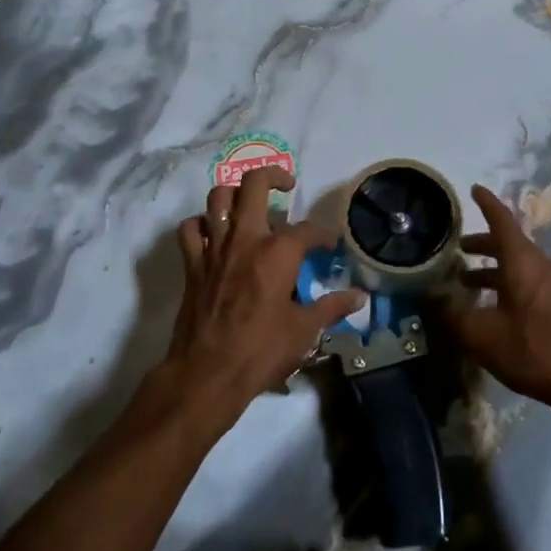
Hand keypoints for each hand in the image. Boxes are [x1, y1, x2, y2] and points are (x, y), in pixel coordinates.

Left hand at [157, 165, 365, 431]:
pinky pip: (190, 228)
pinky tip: (213, 232)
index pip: (308, 229)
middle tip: (286, 186)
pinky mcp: (193, 263)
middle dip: (274, 176)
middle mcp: (245, 238)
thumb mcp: (304, 330)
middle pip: (254, 184)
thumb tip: (359, 297)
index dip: (323, 234)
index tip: (329, 243)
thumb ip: (331, 307)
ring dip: (235, 193)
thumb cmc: (261, 351)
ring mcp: (215, 247)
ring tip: (249, 203)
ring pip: (218, 197)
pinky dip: (201, 224)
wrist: (208, 374)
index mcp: (278, 252)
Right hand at [441, 184, 550, 415]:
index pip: (502, 220)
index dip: (486, 203)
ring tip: (469, 282)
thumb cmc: (532, 350)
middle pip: (510, 243)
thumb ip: (451, 314)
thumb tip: (428, 297)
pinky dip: (509, 282)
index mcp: (522, 261)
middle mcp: (542, 264)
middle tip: (459, 248)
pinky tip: (495, 307)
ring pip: (520, 264)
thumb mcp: (481, 336)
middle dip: (483, 243)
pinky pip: (531, 280)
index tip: (474, 189)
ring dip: (494, 267)